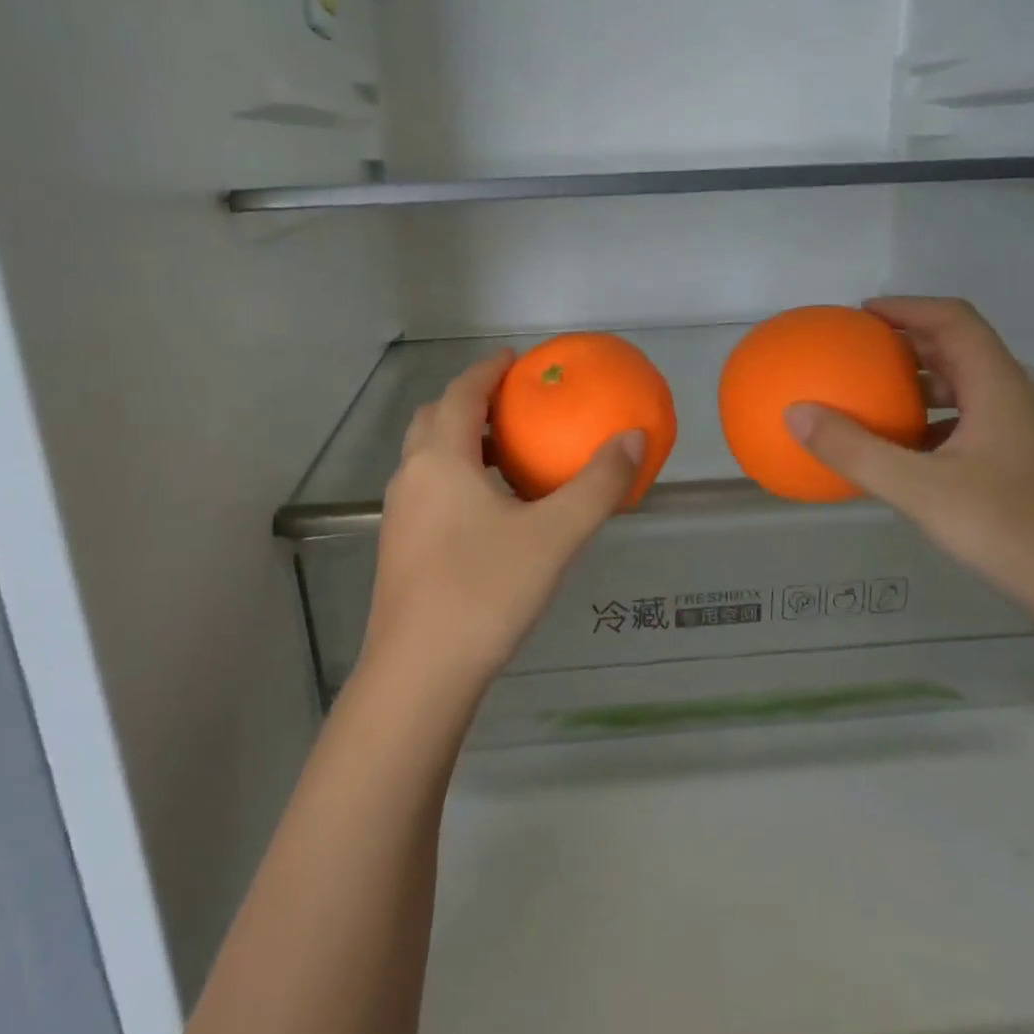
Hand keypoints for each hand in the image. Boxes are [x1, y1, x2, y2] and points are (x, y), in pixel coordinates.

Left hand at [357, 352, 645, 702]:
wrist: (419, 673)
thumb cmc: (485, 591)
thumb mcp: (554, 535)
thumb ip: (597, 484)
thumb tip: (635, 437)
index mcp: (440, 460)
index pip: (460, 394)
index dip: (487, 371)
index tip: (514, 359)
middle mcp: (410, 478)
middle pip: (433, 419)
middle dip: (468, 402)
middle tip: (509, 404)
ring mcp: (398, 516)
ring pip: (426, 459)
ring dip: (459, 443)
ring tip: (504, 454)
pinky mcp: (399, 549)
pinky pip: (427, 491)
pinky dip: (454, 478)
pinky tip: (489, 512)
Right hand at [786, 297, 1033, 639]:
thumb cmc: (1009, 528)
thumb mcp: (919, 489)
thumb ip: (854, 450)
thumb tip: (795, 413)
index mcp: (1000, 388)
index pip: (954, 321)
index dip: (908, 307)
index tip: (862, 314)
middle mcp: (1019, 400)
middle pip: (962, 351)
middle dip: (909, 345)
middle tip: (860, 353)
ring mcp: (1030, 435)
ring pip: (970, 391)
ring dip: (923, 386)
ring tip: (877, 399)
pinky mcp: (1031, 465)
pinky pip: (975, 424)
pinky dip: (936, 423)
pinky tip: (909, 455)